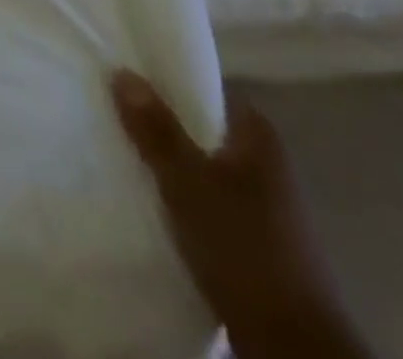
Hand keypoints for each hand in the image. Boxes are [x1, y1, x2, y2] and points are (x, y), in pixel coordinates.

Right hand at [111, 72, 370, 358]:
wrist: (293, 348)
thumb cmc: (244, 248)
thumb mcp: (189, 182)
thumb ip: (156, 128)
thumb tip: (122, 71)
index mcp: (257, 137)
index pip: (204, 88)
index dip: (163, 78)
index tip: (120, 72)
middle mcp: (263, 163)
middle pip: (198, 127)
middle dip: (157, 121)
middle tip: (109, 109)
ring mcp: (260, 205)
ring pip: (199, 166)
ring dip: (165, 162)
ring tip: (118, 150)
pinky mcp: (251, 241)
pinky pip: (203, 201)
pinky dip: (177, 196)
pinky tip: (146, 197)